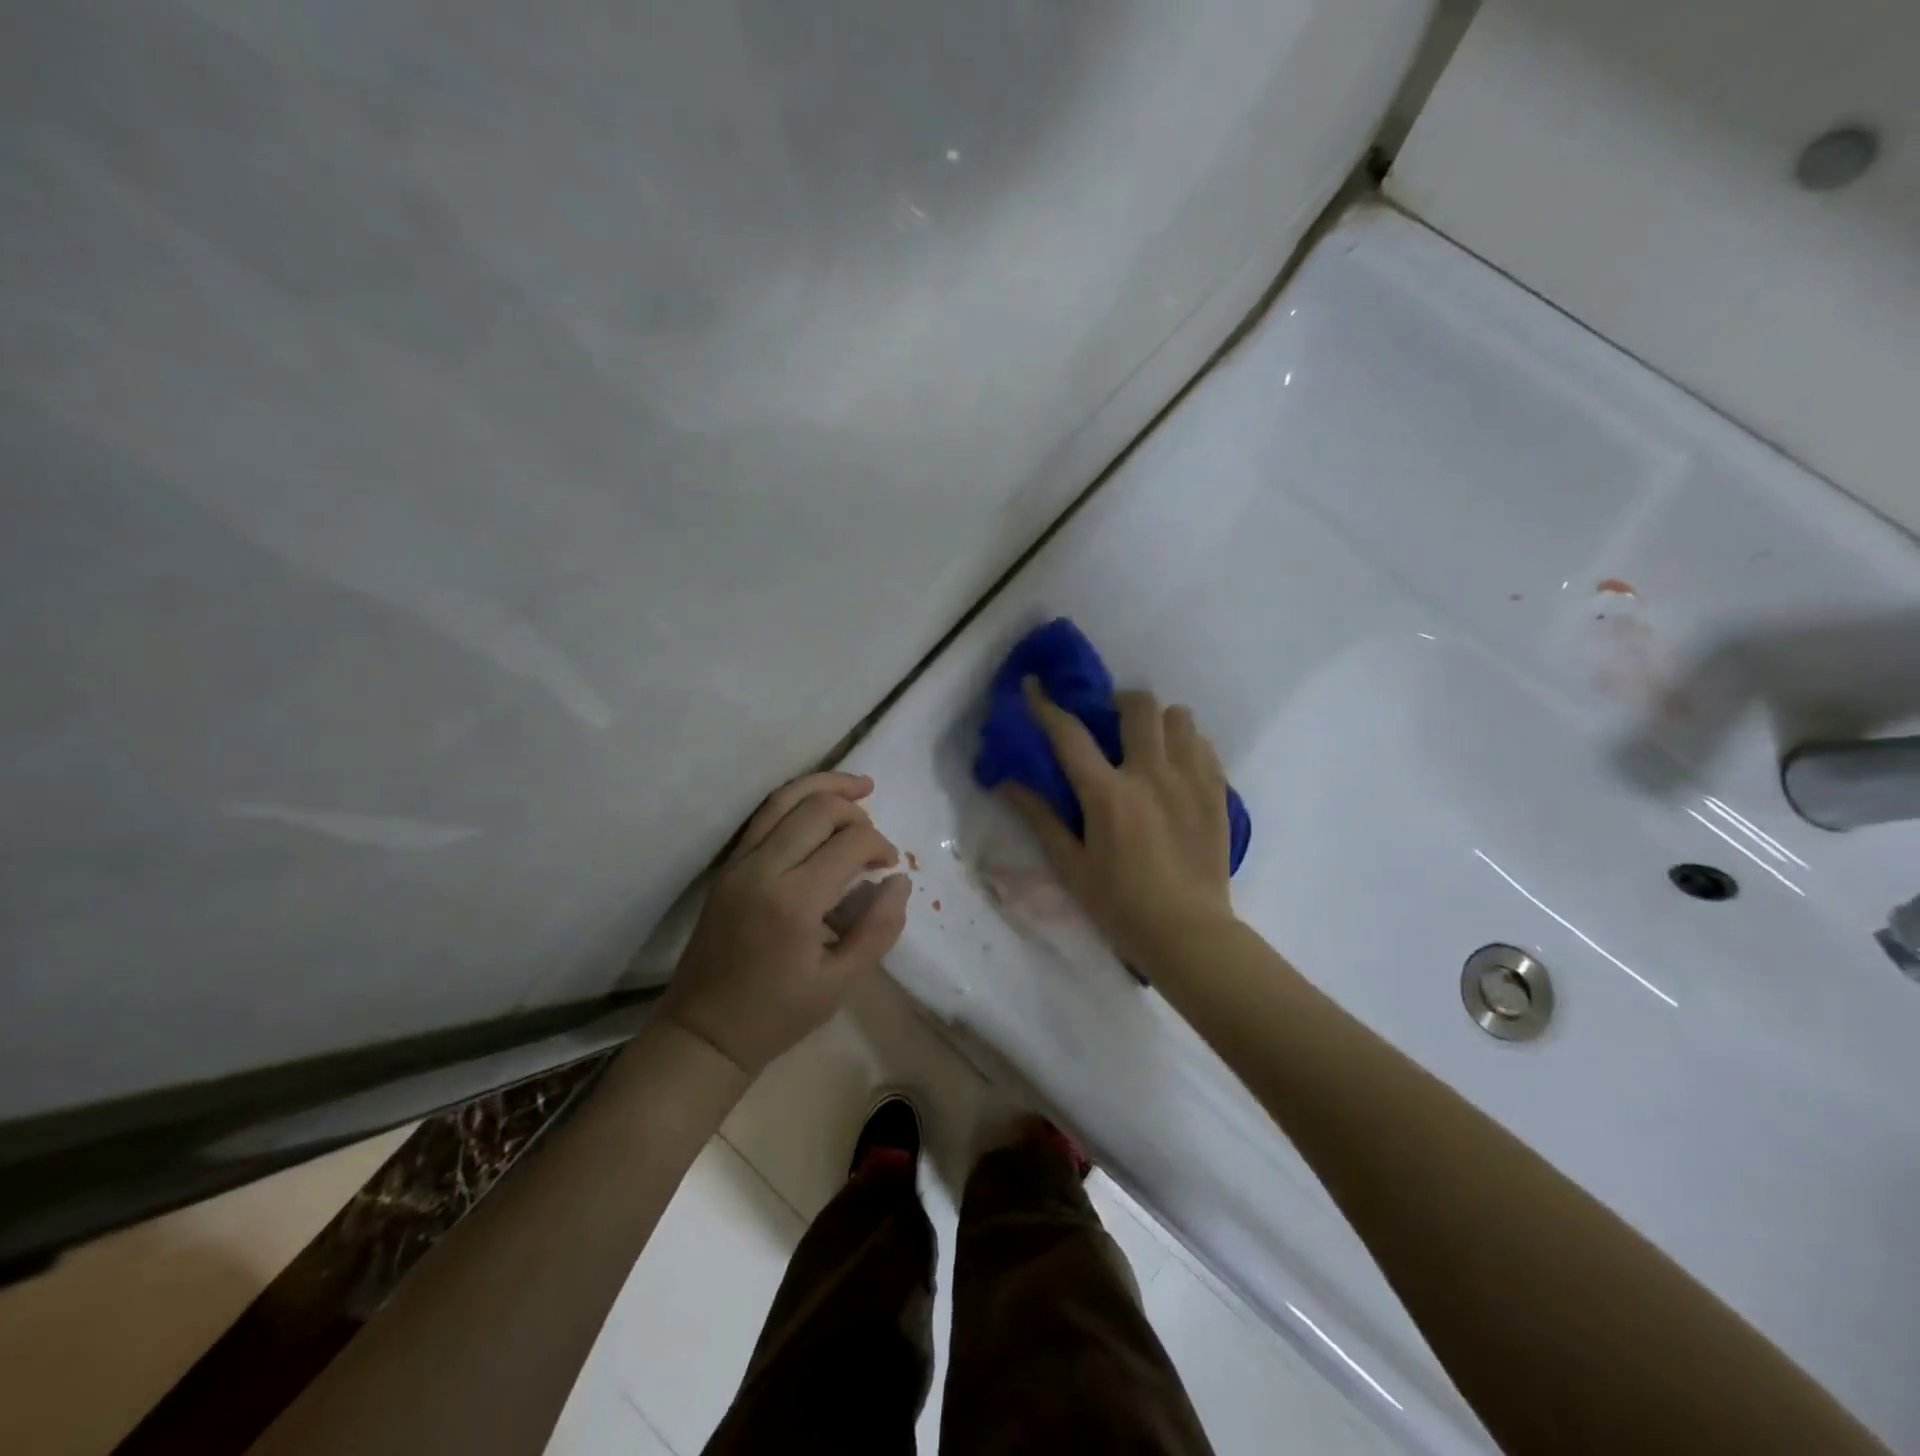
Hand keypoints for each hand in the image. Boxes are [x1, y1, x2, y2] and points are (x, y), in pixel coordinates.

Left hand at [662, 772, 910, 1074]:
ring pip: (784, 799)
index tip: (889, 867)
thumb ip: (878, 928)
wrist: (704, 1031)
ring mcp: (739, 863)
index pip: (850, 843)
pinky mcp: (727, 866)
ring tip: (859, 785)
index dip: (880, 846)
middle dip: (856, 812)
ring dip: (825, 786)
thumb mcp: (841, 983)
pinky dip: (796, 800)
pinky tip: (819, 803)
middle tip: (874, 840)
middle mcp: (763, 869)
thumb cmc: (778, 1014)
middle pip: (818, 808)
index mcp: (794, 901)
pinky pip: (764, 816)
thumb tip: (899, 880)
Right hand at [1003, 680, 1235, 972]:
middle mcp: (1151, 775)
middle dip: (1118, 703)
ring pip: (1178, 717)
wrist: (1188, 933)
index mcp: (1108, 795)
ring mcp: (1190, 780)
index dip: (1046, 706)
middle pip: (1138, 707)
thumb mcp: (1071, 866)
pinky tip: (1174, 767)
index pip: (1069, 735)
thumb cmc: (1120, 905)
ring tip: (1147, 744)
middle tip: (1109, 724)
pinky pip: (1203, 744)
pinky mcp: (1217, 792)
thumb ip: (1041, 818)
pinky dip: (1185, 743)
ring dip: (1157, 721)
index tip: (1034, 685)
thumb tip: (1008, 782)